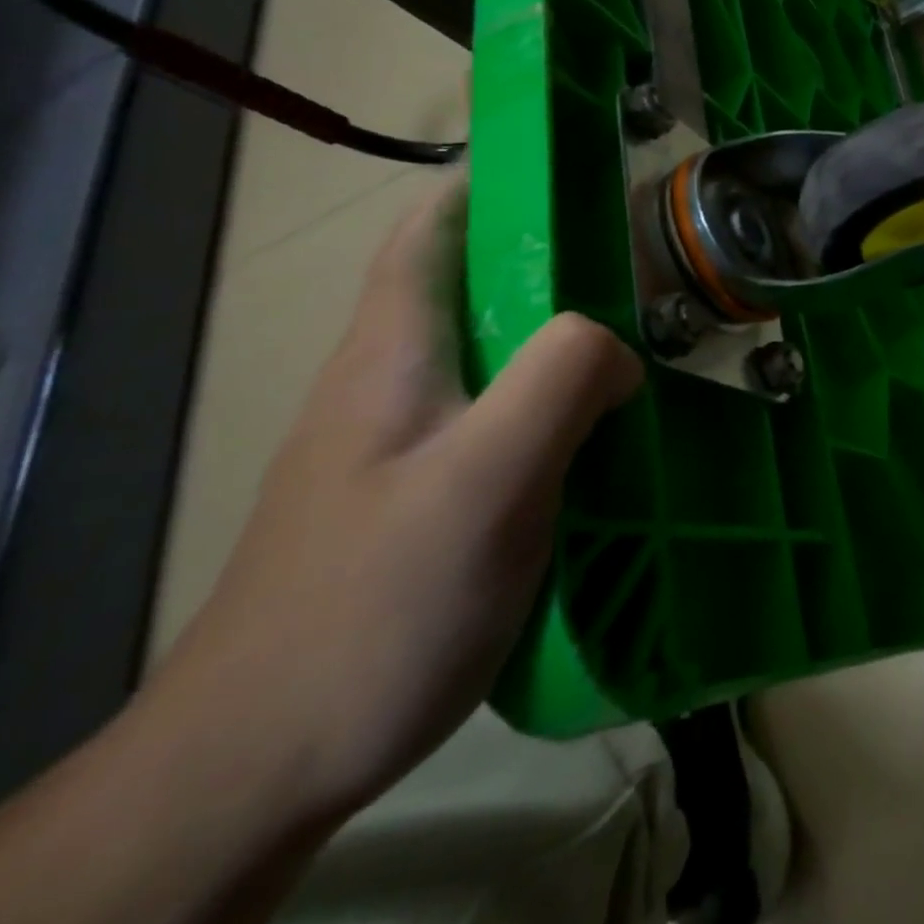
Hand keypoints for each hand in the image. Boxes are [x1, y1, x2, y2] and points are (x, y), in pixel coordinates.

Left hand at [152, 172, 641, 822]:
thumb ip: (559, 380)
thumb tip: (619, 343)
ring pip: (502, 354)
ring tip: (655, 336)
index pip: (434, 228)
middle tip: (654, 262)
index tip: (582, 167)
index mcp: (397, 351)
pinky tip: (614, 429)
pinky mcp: (432, 493)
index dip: (497, 180)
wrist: (268, 757)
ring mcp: (412, 441)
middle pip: (481, 287)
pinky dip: (564, 401)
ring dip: (570, 334)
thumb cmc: (378, 600)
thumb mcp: (486, 477)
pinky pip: (511, 416)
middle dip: (563, 259)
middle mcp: (397, 381)